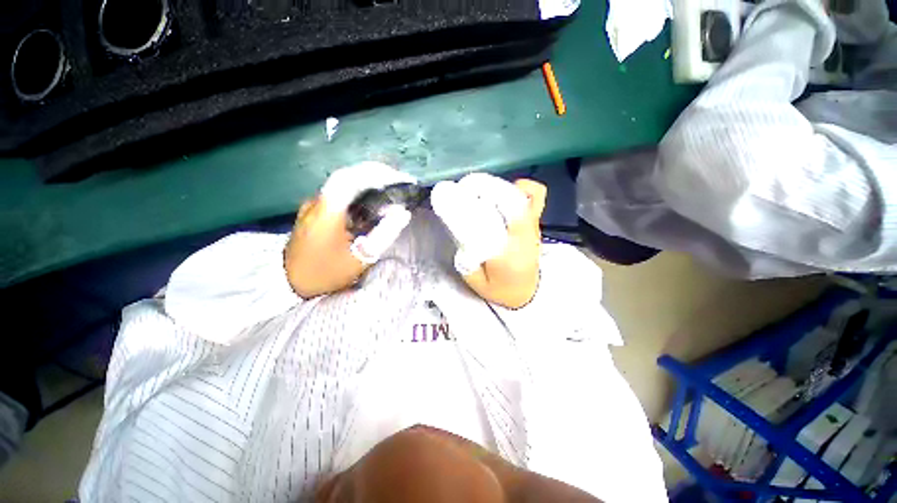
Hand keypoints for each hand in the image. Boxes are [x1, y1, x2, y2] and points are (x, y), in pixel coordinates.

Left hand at [284, 162, 414, 298]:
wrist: (289, 284)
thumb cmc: (327, 273)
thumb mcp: (360, 258)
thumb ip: (384, 234)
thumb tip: (403, 213)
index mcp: (328, 211)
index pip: (352, 178)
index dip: (377, 172)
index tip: (399, 178)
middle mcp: (318, 201)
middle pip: (348, 177)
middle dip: (376, 175)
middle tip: (399, 182)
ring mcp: (314, 205)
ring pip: (343, 184)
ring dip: (367, 182)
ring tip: (390, 189)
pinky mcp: (315, 211)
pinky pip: (339, 195)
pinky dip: (359, 193)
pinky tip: (371, 202)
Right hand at [432, 174, 545, 308]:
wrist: (527, 293)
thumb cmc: (501, 290)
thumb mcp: (476, 283)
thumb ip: (467, 259)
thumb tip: (461, 232)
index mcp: (508, 255)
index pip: (490, 225)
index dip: (471, 208)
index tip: (454, 198)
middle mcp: (523, 236)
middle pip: (509, 203)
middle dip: (485, 189)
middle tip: (465, 188)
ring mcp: (532, 226)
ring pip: (520, 196)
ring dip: (497, 187)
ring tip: (480, 189)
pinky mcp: (535, 221)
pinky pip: (536, 196)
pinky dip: (522, 186)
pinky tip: (507, 188)